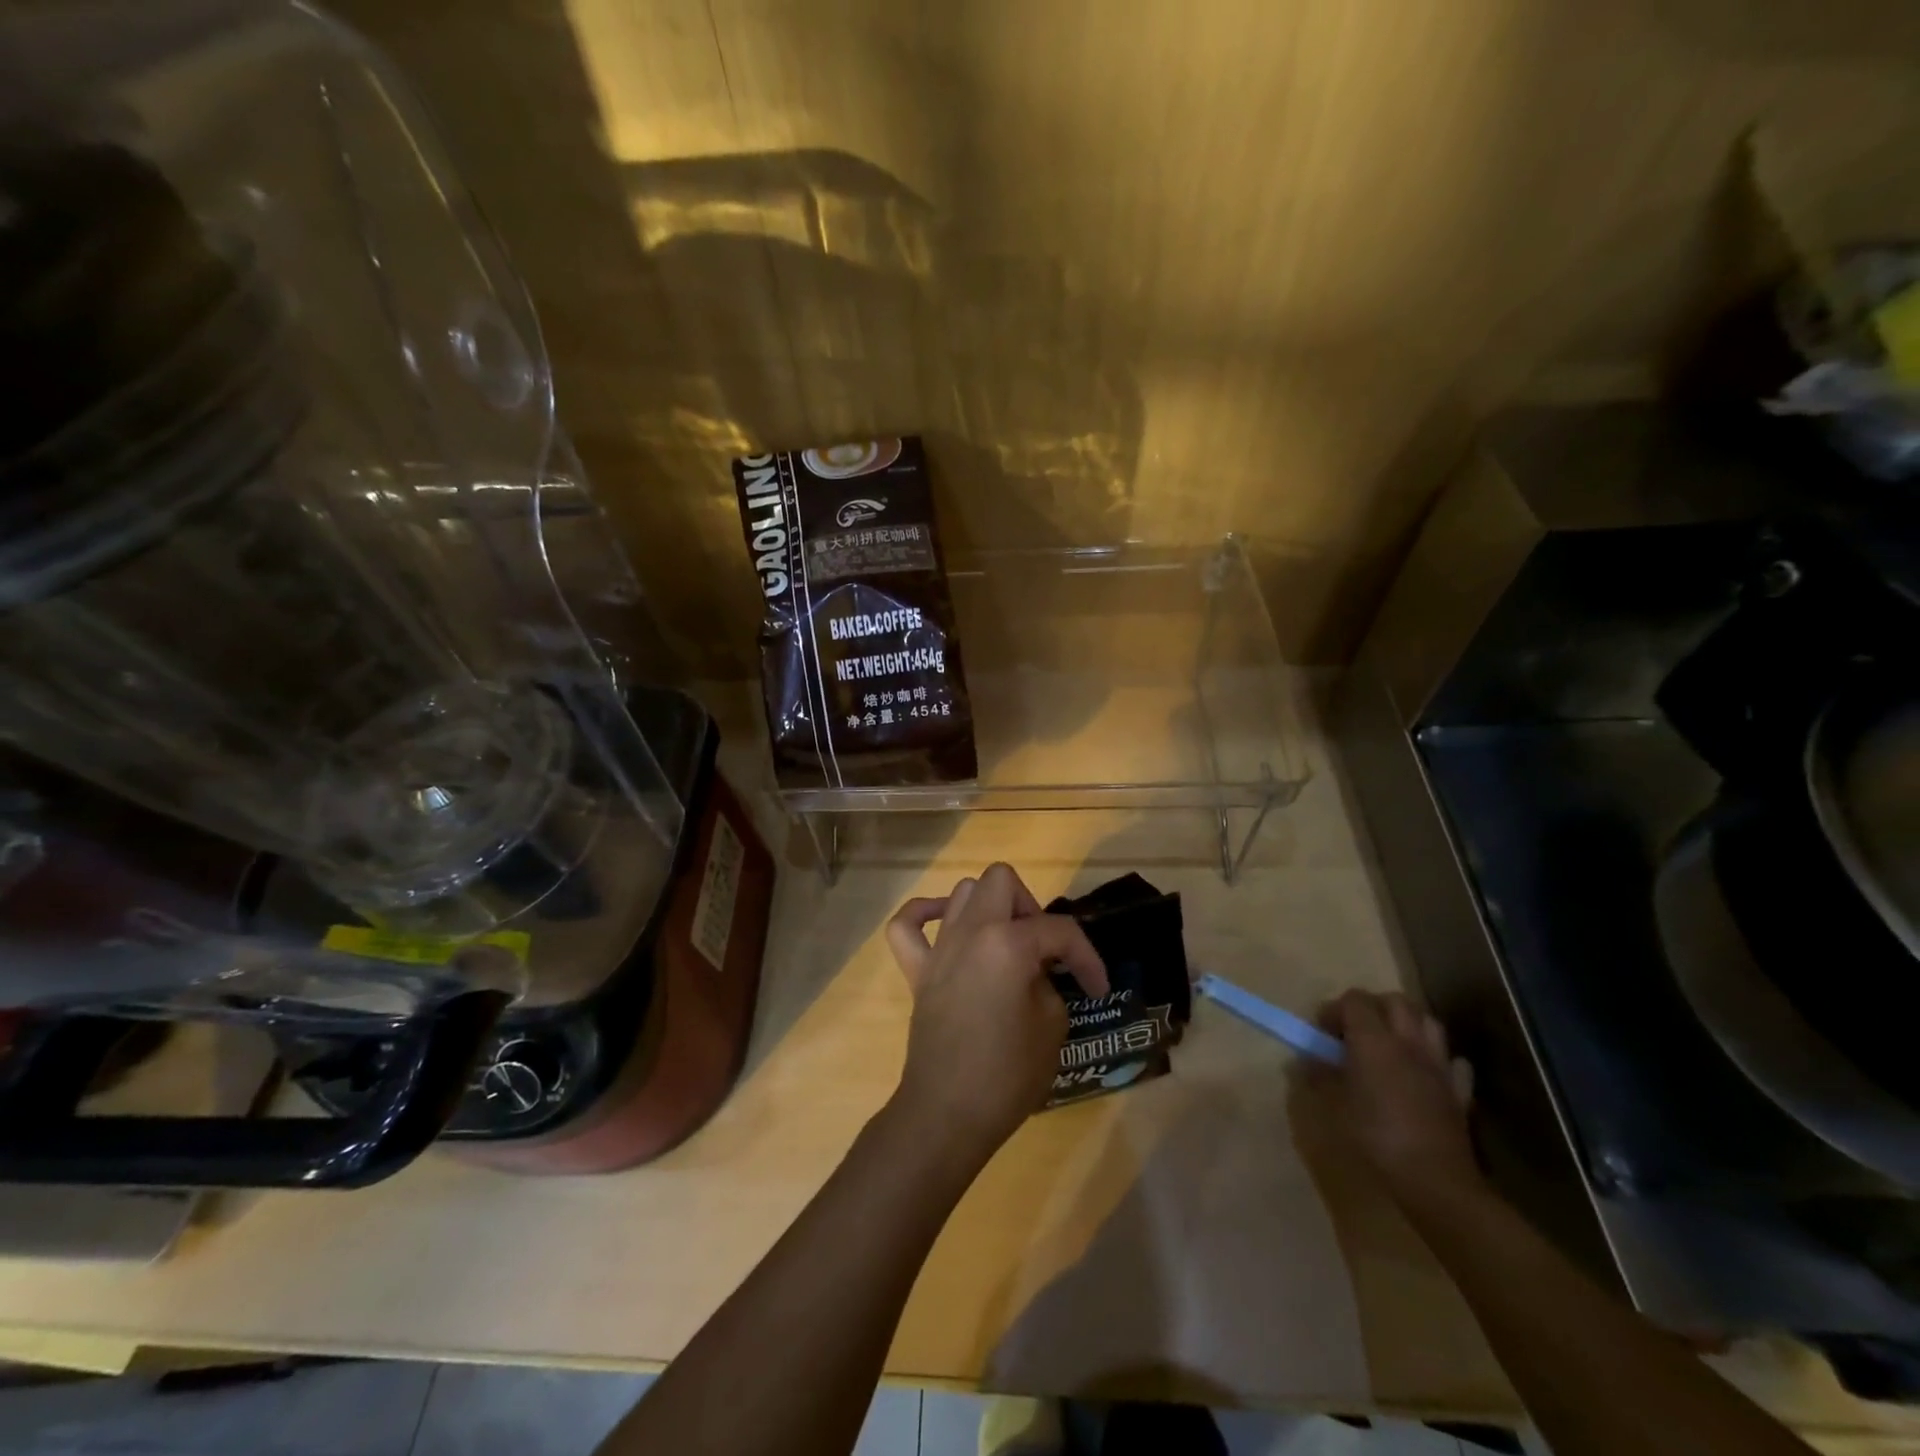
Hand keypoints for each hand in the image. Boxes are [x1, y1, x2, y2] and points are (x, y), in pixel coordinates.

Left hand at [884, 863, 1108, 1163]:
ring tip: (1007, 945)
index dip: (1087, 957)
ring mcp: (938, 948)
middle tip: (1043, 950)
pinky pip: (907, 925)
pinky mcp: (916, 971)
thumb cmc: (1007, 1074)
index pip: (1059, 930)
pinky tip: (945, 927)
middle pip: (1002, 881)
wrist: (947, 1114)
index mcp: (1008, 943)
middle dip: (1031, 908)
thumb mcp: (1052, 1026)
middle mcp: (970, 932)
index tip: (1098, 988)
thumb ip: (1049, 983)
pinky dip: (924, 914)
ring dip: (990, 908)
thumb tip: (1036, 972)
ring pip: (962, 892)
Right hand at [1313, 990, 1478, 1206]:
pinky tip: (1425, 1072)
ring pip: (1428, 1022)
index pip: (1354, 999)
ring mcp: (1438, 1064)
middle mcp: (1408, 1042)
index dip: (1336, 1010)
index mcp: (1373, 1040)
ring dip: (1407, 1024)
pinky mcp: (1459, 1091)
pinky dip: (1437, 1058)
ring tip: (1390, 1045)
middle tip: (1355, 1032)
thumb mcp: (1333, 1106)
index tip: (1323, 1032)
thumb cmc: (1375, 1137)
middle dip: (1373, 1007)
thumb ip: (1318, 1076)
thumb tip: (1305, 1061)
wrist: (1435, 1180)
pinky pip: (1452, 1061)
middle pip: (1395, 1001)